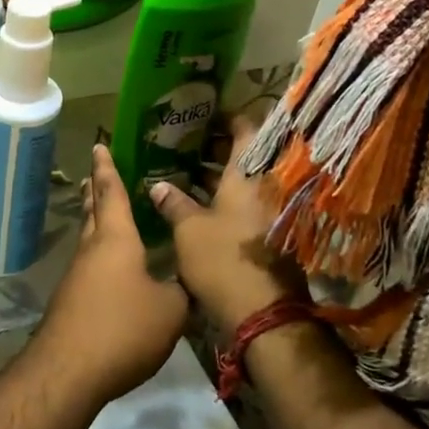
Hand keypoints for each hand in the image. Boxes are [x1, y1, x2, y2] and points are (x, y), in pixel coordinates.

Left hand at [35, 145, 187, 404]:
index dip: (108, 169)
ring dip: (96, 224)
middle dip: (96, 192)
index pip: (112, 194)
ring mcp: (76, 277)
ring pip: (88, 240)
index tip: (98, 146)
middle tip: (96, 175)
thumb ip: (183, 289)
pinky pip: (88, 268)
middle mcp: (92, 251)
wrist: (68, 371)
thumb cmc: (123, 328)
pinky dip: (99, 256)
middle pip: (93, 212)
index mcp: (116, 240)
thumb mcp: (171, 310)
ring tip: (106, 216)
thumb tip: (192, 279)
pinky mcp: (71, 302)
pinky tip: (112, 272)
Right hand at [150, 119, 305, 327]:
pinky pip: (245, 206)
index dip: (225, 118)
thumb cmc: (223, 261)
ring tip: (182, 175)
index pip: (244, 130)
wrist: (264, 314)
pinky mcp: (268, 236)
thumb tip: (158, 186)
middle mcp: (265, 188)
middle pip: (244, 157)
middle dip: (213, 150)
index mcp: (247, 175)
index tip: (202, 114)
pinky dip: (224, 201)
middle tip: (182, 146)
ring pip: (243, 184)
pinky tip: (197, 207)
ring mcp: (270, 213)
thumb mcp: (188, 230)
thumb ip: (173, 203)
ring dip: (216, 178)